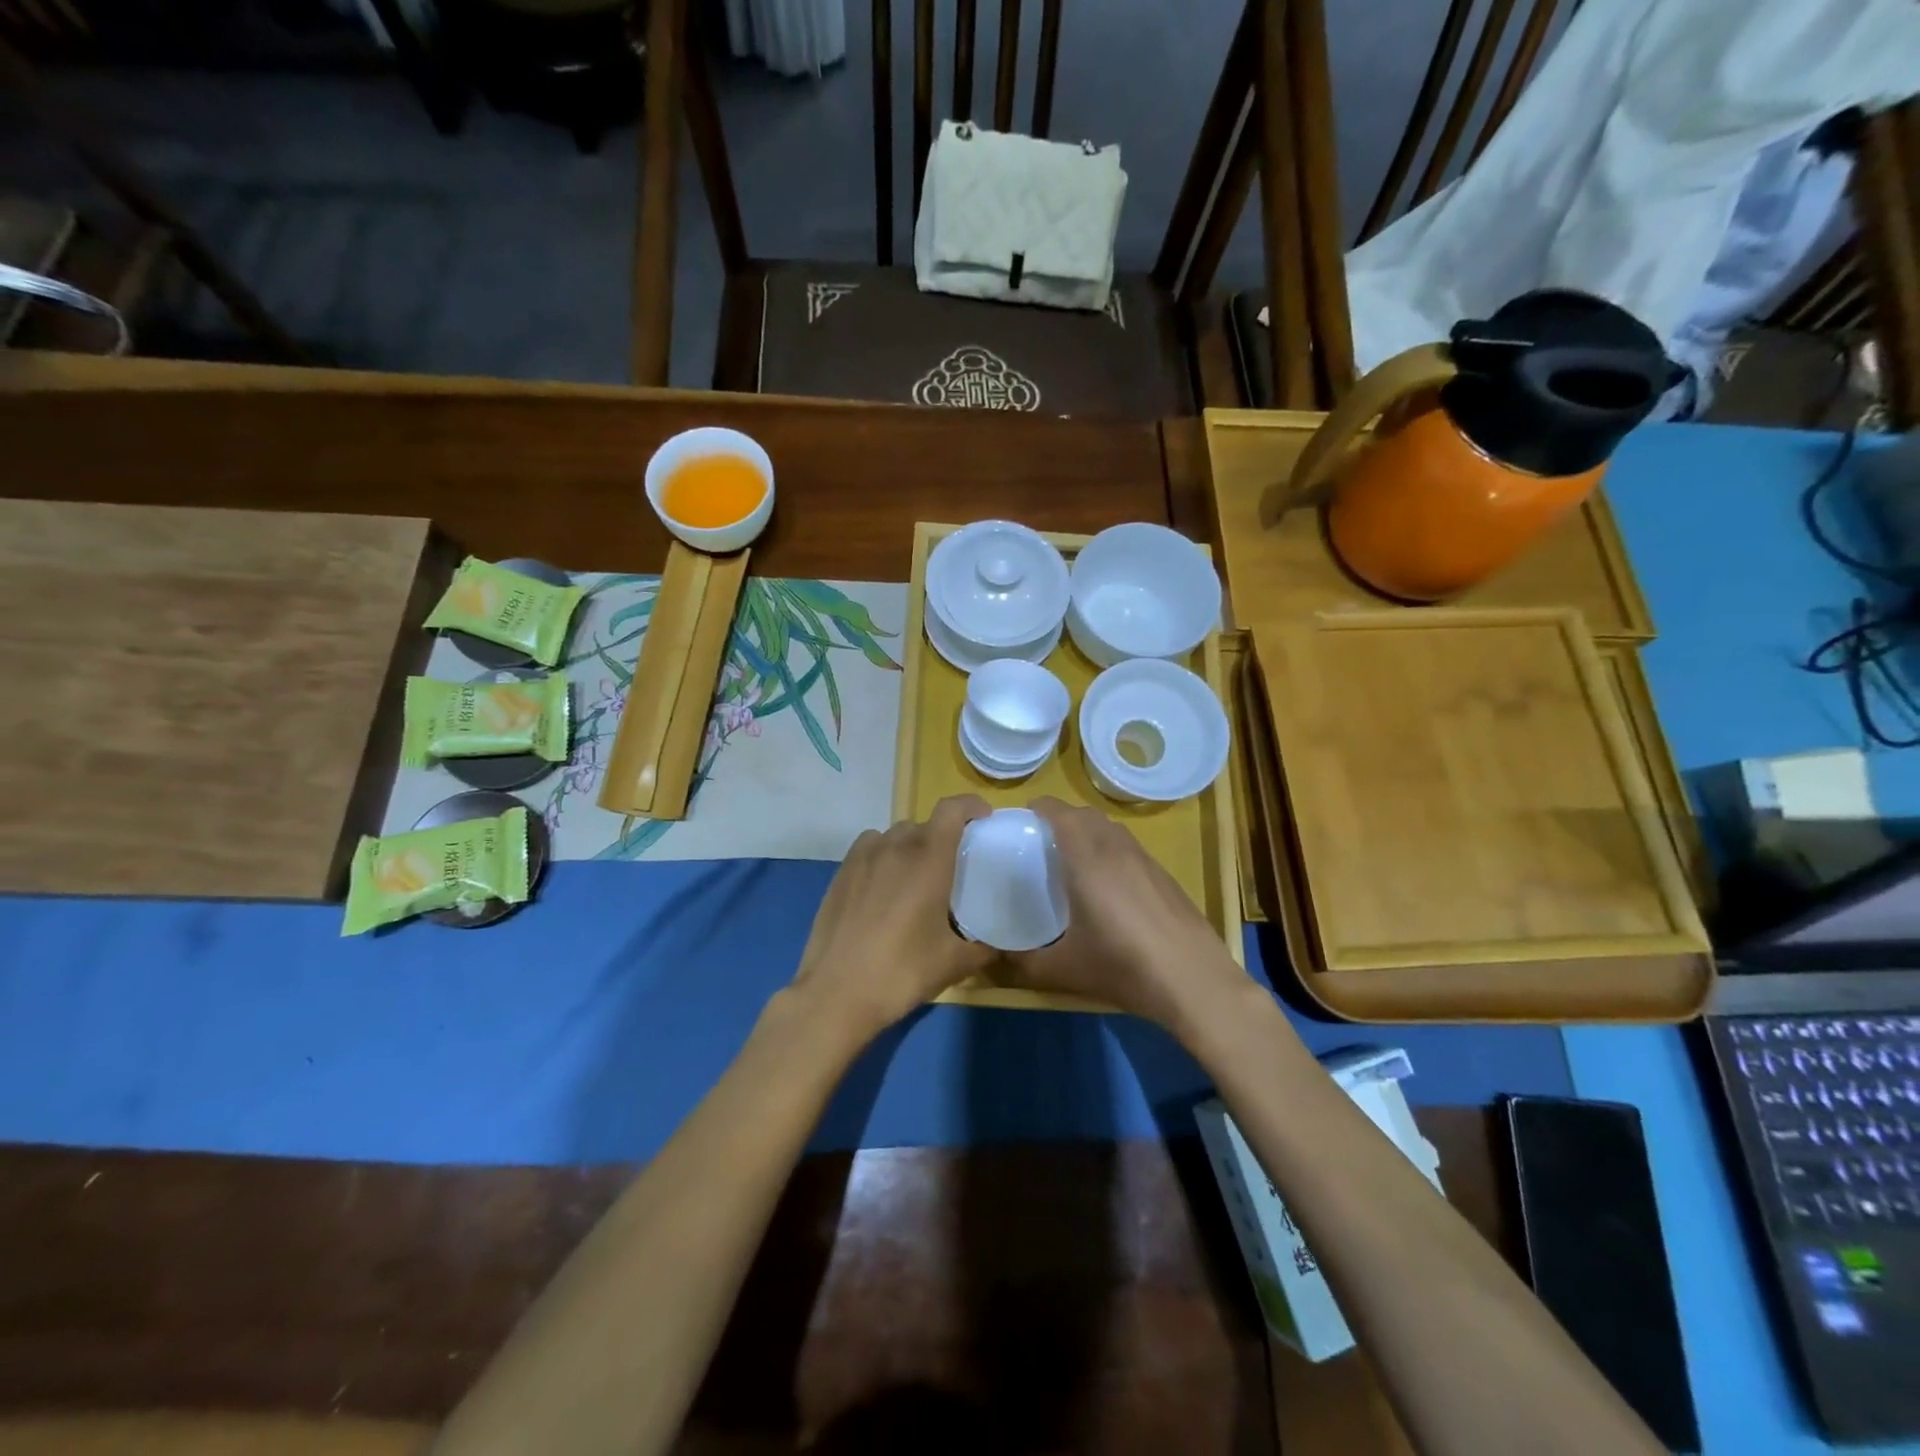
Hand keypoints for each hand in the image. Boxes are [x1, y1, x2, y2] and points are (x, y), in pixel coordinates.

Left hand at [788, 795, 994, 1043]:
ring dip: (910, 845)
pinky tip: (884, 885)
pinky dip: (882, 855)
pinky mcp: (839, 873)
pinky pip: (868, 849)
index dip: (971, 805)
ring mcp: (862, 858)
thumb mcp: (953, 964)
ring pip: (893, 835)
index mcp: (928, 860)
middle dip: (942, 836)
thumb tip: (999, 947)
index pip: (951, 810)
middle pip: (924, 824)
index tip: (983, 818)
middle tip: (952, 865)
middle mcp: (895, 848)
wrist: (836, 993)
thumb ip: (983, 949)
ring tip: (916, 875)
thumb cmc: (902, 972)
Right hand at [1004, 797, 1249, 1031]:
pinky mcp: (1165, 876)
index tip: (1022, 820)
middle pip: (1086, 814)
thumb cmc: (1124, 967)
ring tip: (1074, 860)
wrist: (1195, 982)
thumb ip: (1025, 963)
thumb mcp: (1065, 970)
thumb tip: (999, 958)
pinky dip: (1112, 850)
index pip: (1059, 813)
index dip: (1039, 808)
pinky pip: (1130, 848)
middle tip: (1042, 842)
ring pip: (1112, 829)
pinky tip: (1110, 887)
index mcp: (1087, 860)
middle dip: (1062, 818)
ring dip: (1089, 832)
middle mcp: (1116, 850)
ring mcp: (1145, 861)